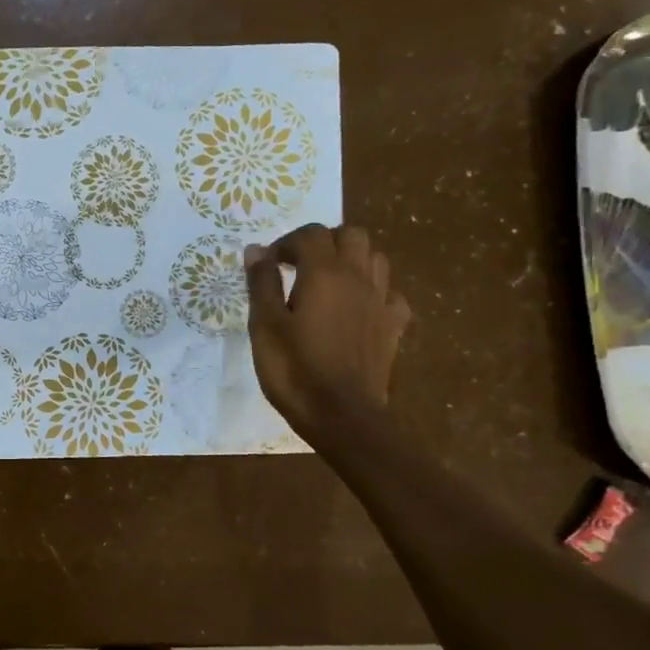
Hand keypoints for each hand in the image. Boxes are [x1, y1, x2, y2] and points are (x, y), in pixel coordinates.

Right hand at [244, 224, 411, 440]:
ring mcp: (381, 302)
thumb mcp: (265, 326)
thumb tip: (256, 249)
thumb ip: (262, 283)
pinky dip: (374, 292)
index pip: (310, 234)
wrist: (342, 415)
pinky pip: (391, 294)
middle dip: (324, 241)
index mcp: (324, 273)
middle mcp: (358, 278)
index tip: (269, 265)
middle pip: (351, 235)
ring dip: (352, 260)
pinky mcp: (393, 327)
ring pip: (376, 259)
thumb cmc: (294, 369)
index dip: (286, 243)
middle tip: (300, 265)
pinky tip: (358, 309)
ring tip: (328, 282)